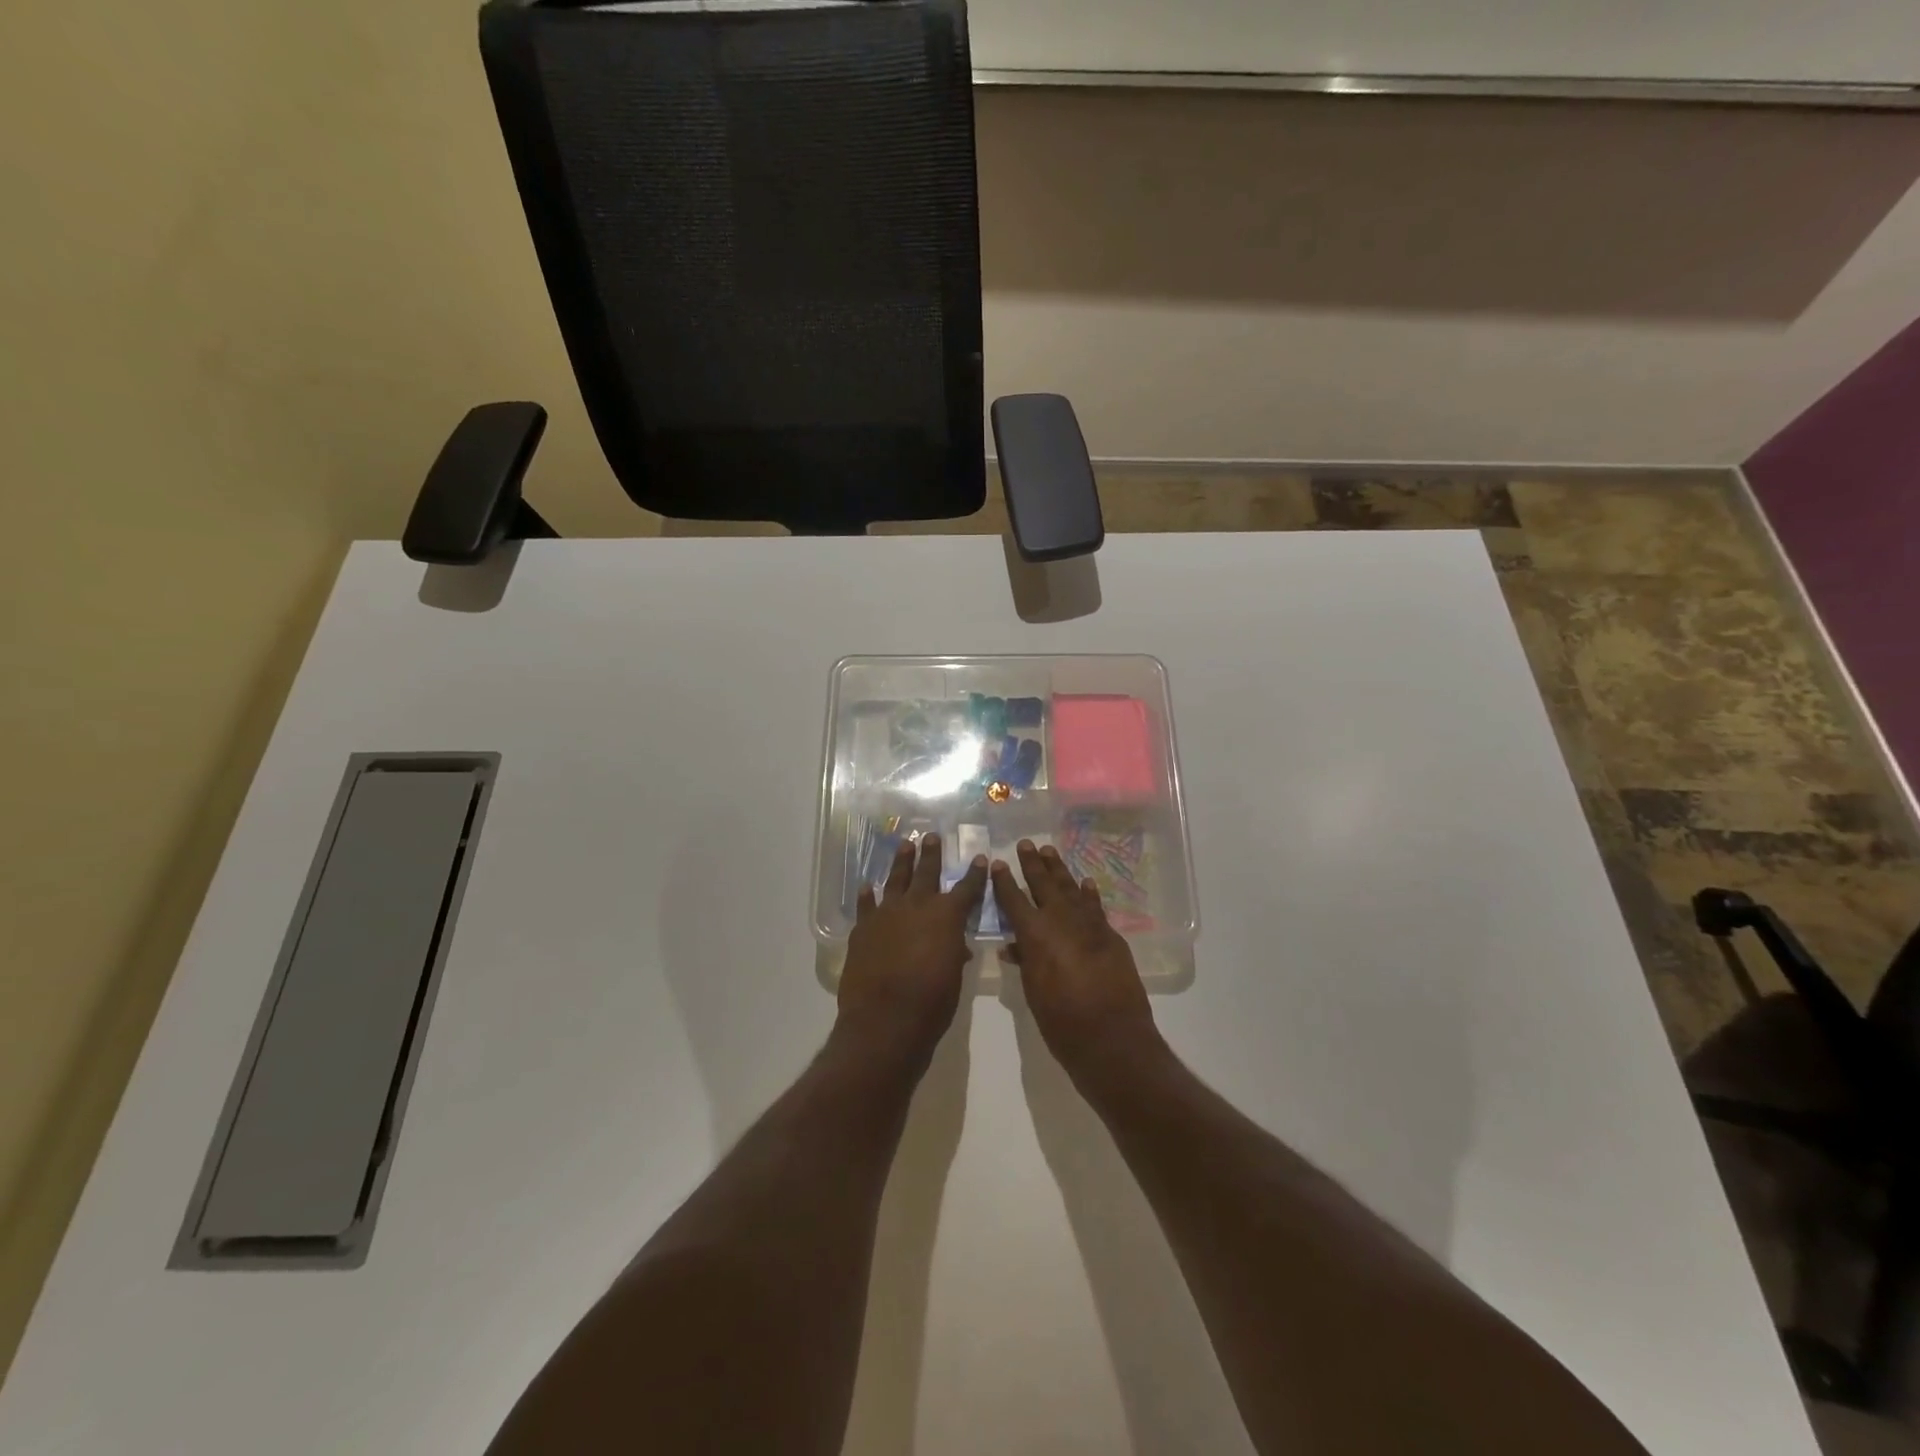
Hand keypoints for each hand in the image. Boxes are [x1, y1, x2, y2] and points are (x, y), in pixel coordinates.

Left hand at [836, 833, 987, 1072]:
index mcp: (947, 917)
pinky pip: (866, 905)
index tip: (979, 858)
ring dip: (901, 862)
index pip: (967, 889)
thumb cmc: (931, 1003)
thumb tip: (954, 947)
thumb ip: (953, 954)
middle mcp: (917, 906)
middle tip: (931, 836)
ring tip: (904, 845)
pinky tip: (867, 887)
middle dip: (931, 854)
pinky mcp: (863, 928)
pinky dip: (867, 896)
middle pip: (926, 872)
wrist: (885, 1020)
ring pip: (895, 879)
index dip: (975, 874)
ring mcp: (886, 914)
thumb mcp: (953, 978)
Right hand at [991, 841, 1160, 1088]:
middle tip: (1026, 844)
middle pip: (1044, 885)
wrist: (1113, 1039)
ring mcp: (1090, 926)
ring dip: (1059, 870)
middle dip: (1033, 864)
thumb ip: (1024, 962)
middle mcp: (1061, 921)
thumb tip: (1013, 945)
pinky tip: (1084, 882)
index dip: (1004, 882)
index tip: (997, 863)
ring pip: (1071, 889)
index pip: (1014, 900)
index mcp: (1035, 935)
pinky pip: (1096, 907)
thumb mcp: (1033, 992)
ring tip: (1049, 851)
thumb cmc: (1061, 1022)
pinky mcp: (1110, 936)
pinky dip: (1088, 893)